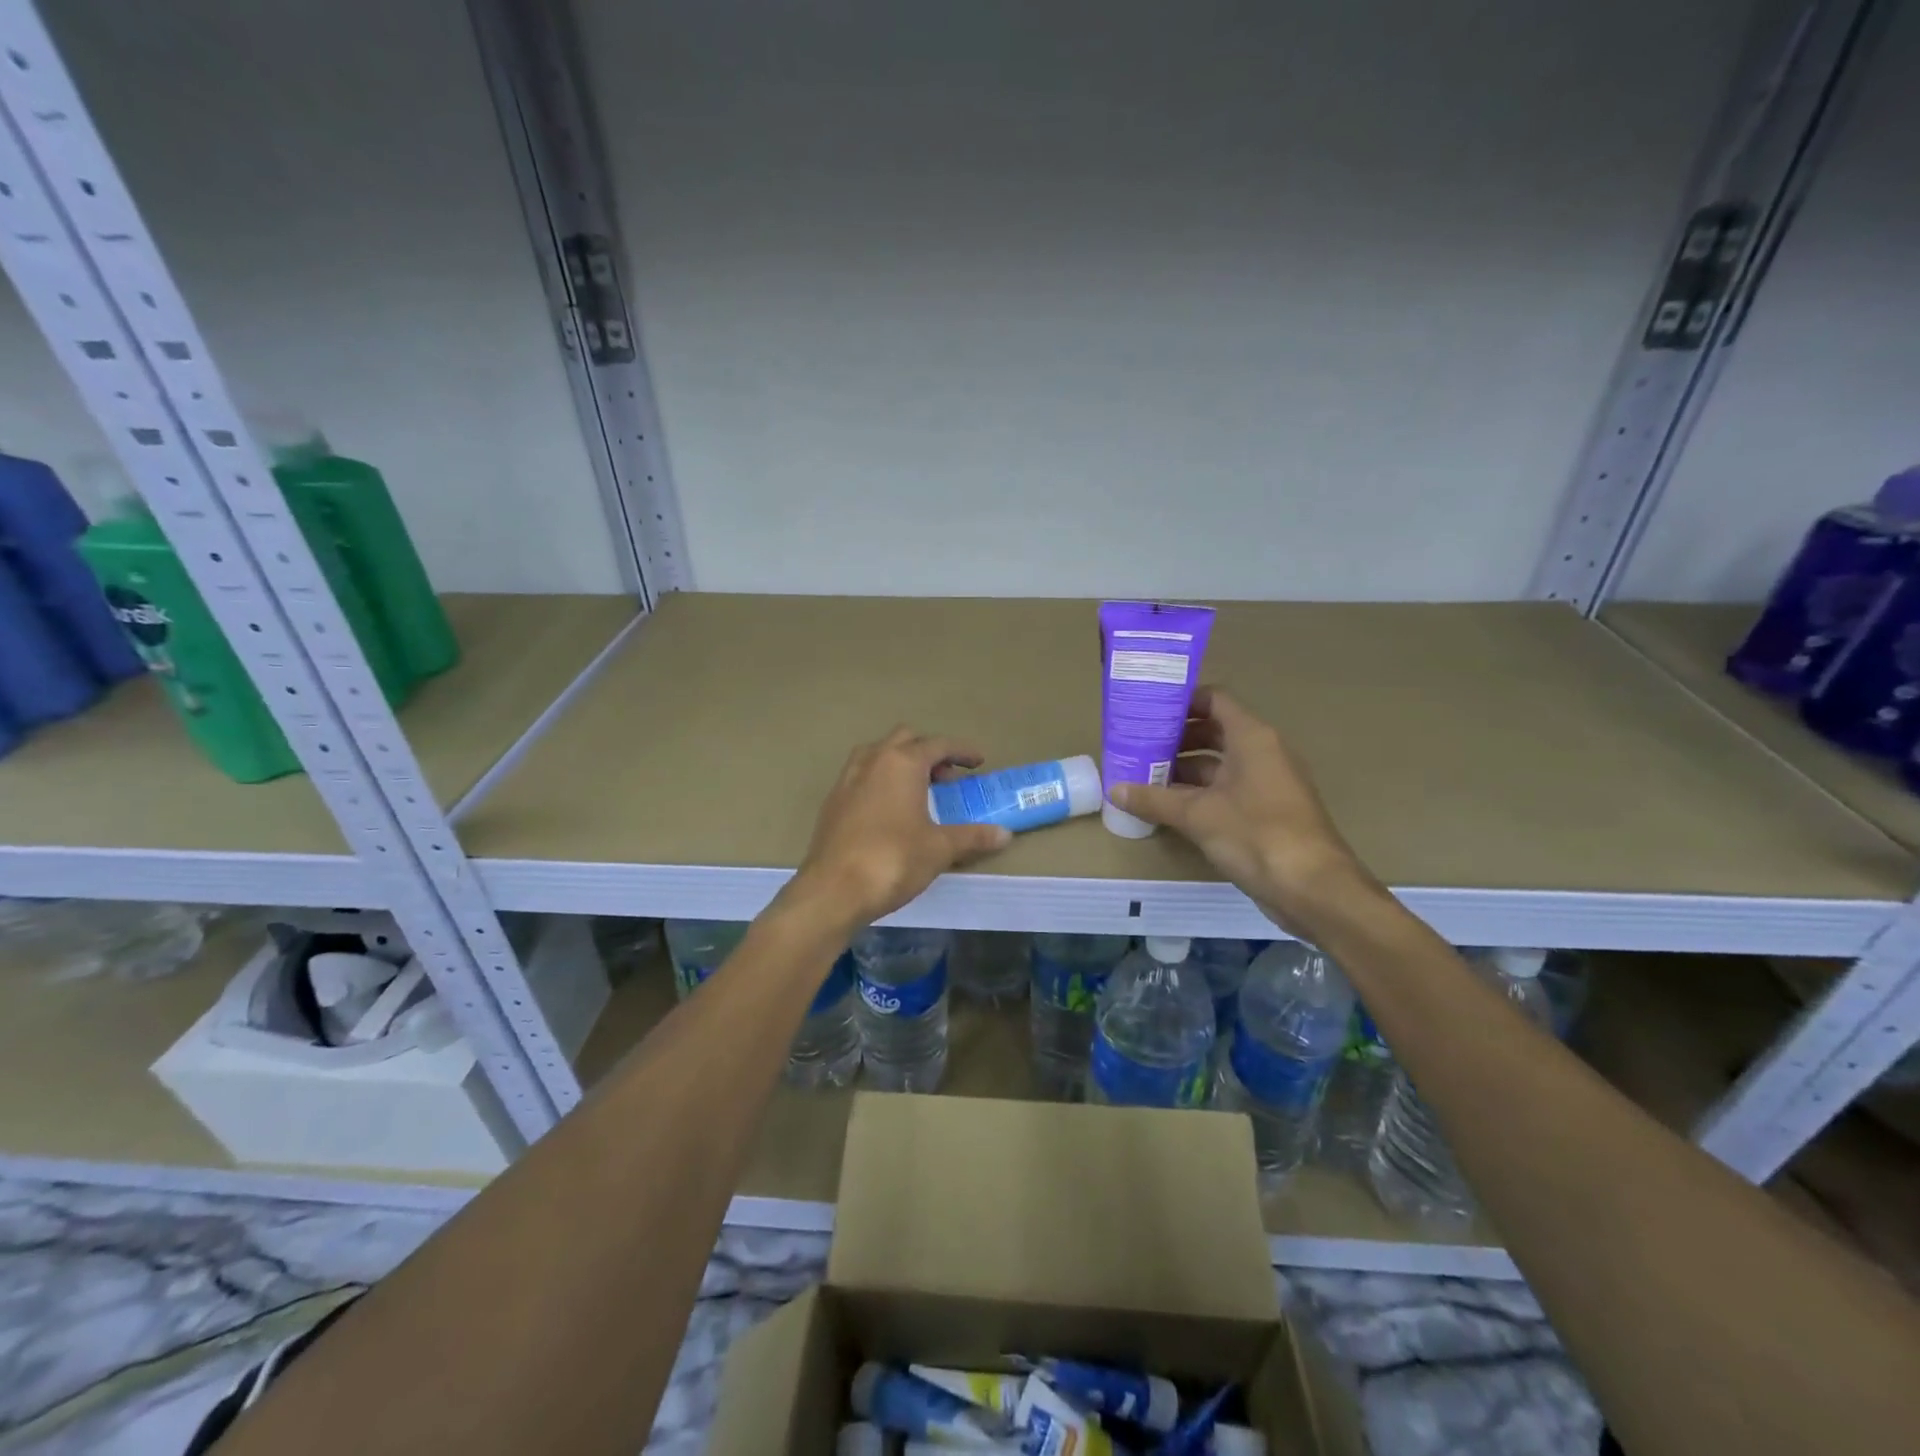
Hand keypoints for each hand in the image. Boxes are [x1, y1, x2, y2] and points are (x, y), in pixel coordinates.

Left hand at [792, 727, 1012, 928]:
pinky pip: (862, 776)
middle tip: (946, 778)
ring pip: (878, 754)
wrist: (833, 890)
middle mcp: (873, 760)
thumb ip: (972, 836)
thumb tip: (1005, 834)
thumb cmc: (893, 859)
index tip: (978, 761)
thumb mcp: (940, 848)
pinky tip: (890, 811)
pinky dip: (881, 781)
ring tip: (918, 791)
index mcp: (902, 763)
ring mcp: (847, 779)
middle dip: (928, 752)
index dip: (961, 751)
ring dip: (901, 763)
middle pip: (905, 740)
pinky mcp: (832, 801)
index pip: (938, 744)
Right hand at [1110, 687, 1384, 937]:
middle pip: (1215, 730)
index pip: (1214, 700)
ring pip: (1220, 763)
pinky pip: (1228, 789)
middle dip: (1176, 737)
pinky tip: (1168, 806)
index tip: (1148, 708)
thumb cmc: (1256, 835)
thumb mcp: (1197, 815)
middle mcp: (1263, 752)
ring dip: (1184, 767)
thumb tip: (1115, 789)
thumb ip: (1154, 799)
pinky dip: (1199, 792)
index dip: (1182, 700)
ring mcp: (1268, 783)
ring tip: (1144, 775)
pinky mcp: (1267, 811)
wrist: (1314, 888)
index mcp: (1252, 738)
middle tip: (1138, 744)